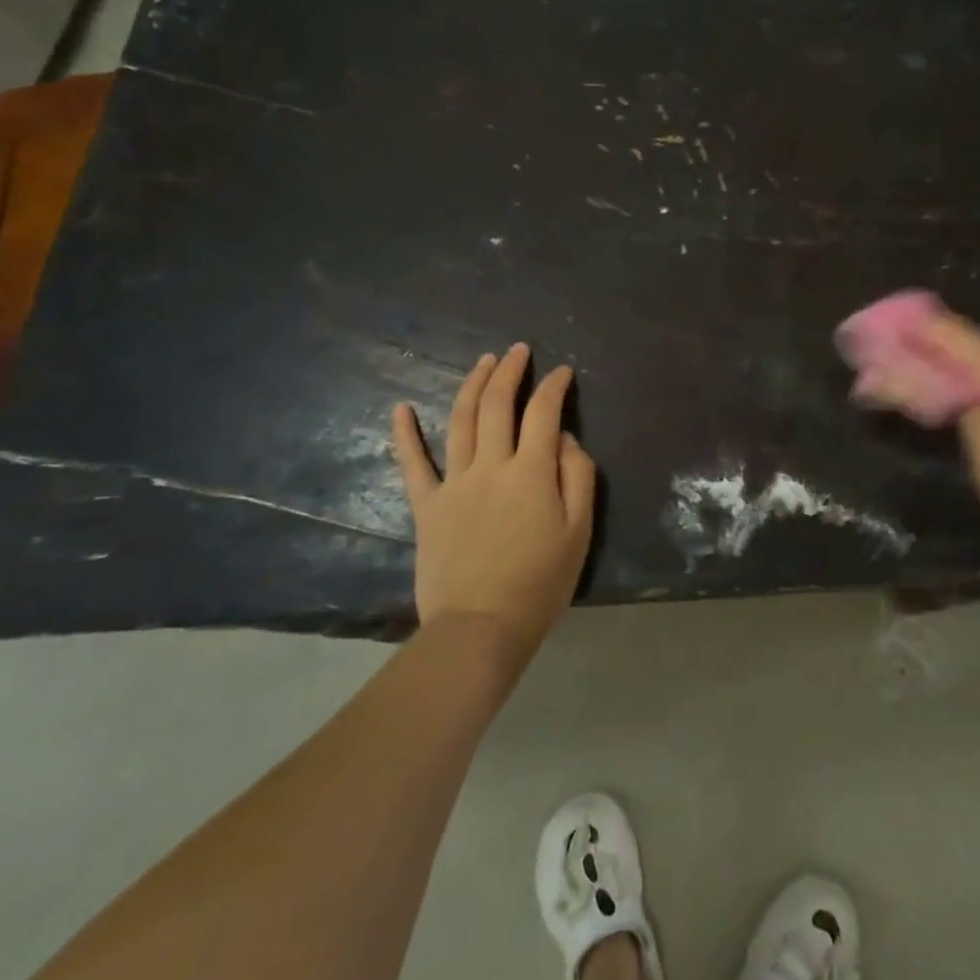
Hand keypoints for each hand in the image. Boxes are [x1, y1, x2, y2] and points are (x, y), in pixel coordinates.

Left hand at [392, 344, 594, 661]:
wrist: (479, 629)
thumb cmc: (539, 583)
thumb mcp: (579, 532)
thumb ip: (576, 476)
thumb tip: (563, 438)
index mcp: (530, 471)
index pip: (543, 412)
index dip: (553, 386)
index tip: (562, 372)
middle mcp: (490, 465)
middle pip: (497, 404)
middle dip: (509, 371)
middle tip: (518, 350)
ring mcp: (454, 483)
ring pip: (461, 421)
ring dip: (472, 385)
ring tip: (484, 362)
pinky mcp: (427, 506)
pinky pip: (413, 464)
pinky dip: (406, 433)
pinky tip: (400, 408)